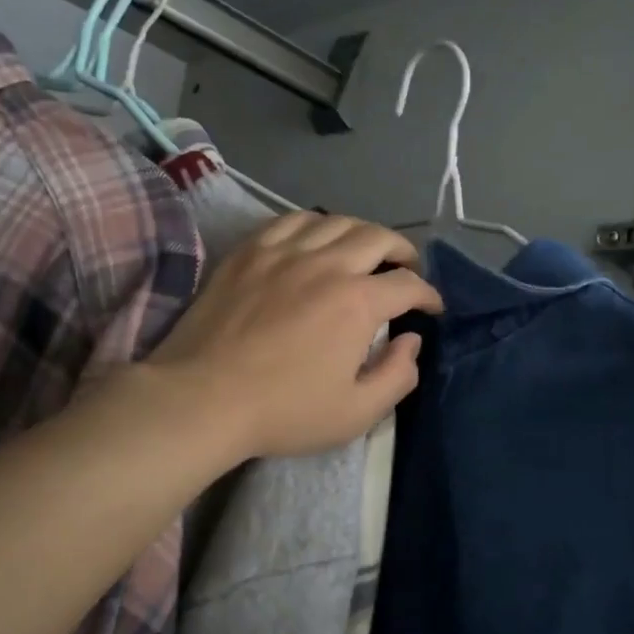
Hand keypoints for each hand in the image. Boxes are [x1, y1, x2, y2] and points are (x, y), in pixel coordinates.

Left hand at [148, 214, 441, 461]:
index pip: (407, 285)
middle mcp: (326, 264)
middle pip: (376, 237)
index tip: (431, 307)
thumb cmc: (282, 411)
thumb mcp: (354, 413)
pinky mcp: (249, 251)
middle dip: (402, 250)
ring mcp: (283, 252)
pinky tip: (314, 239)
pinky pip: (291, 220)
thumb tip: (411, 341)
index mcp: (357, 302)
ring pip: (335, 221)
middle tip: (405, 268)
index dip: (428, 294)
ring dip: (361, 232)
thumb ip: (396, 376)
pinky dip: (314, 224)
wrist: (202, 397)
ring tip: (364, 249)